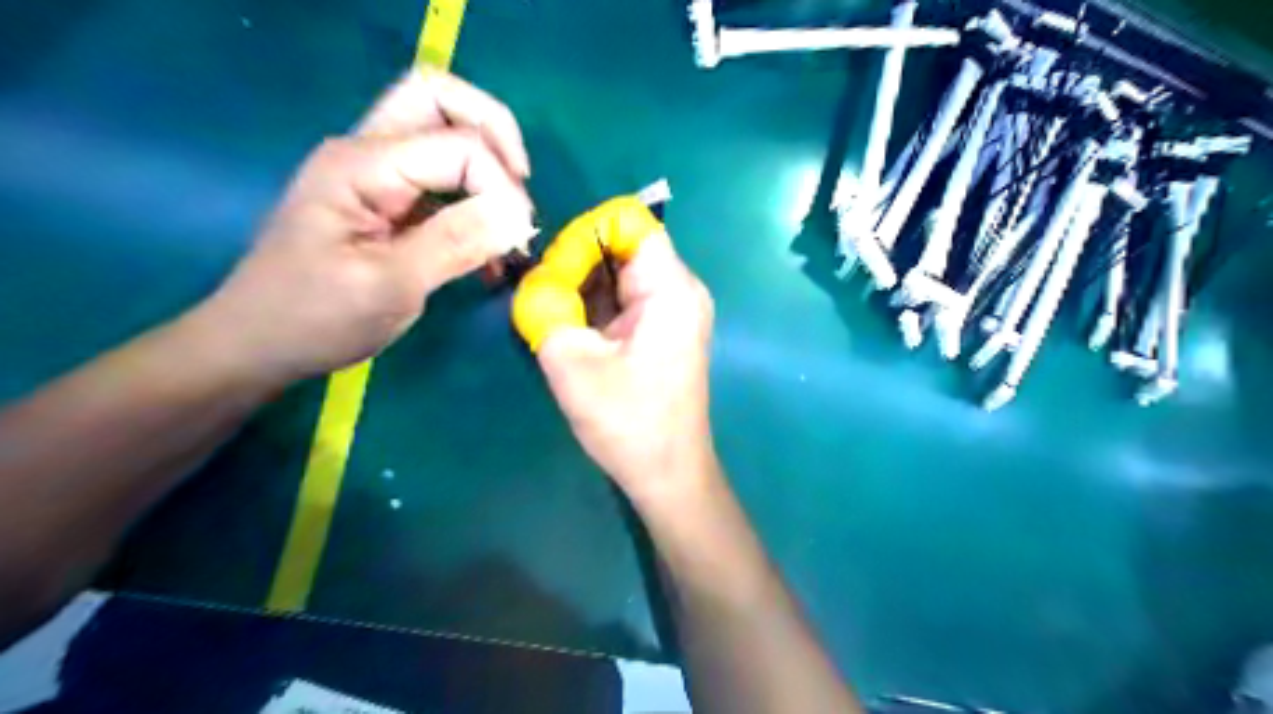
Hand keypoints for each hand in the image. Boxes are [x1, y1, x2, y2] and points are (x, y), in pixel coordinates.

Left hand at [198, 70, 534, 388]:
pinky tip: (489, 250)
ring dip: (487, 167)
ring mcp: (376, 174)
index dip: (500, 185)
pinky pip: (443, 179)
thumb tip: (518, 215)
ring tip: (508, 224)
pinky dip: (475, 200)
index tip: (517, 238)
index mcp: (362, 165)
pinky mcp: (386, 200)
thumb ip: (455, 243)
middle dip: (494, 134)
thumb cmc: (315, 318)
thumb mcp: (389, 286)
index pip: (458, 145)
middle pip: (441, 98)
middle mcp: (368, 152)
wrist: (260, 342)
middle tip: (520, 190)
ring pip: (444, 131)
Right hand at [535, 233, 714, 505]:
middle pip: (622, 244)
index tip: (554, 273)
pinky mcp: (664, 329)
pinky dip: (594, 306)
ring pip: (619, 272)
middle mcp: (680, 288)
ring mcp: (674, 309)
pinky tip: (572, 331)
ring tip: (552, 317)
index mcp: (670, 287)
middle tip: (543, 299)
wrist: (668, 473)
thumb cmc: (627, 422)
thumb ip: (544, 307)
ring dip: (582, 287)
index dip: (584, 234)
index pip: (627, 220)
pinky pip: (624, 298)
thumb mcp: (571, 362)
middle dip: (576, 263)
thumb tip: (532, 279)